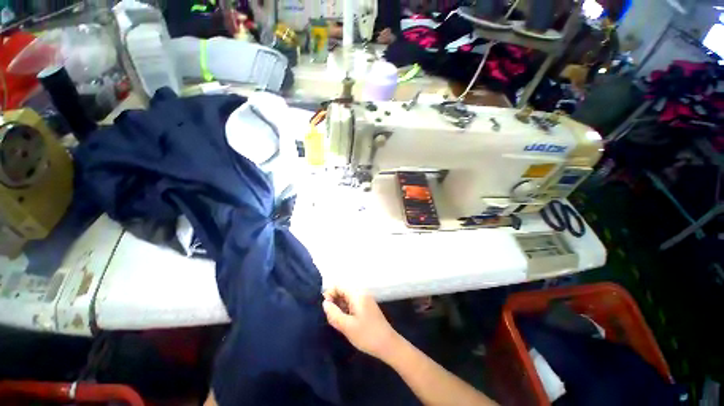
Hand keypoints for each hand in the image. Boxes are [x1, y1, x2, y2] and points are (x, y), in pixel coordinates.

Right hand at [322, 287, 400, 360]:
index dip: (329, 294)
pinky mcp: (366, 307)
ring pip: (346, 298)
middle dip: (334, 301)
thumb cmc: (367, 335)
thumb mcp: (347, 326)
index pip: (339, 285)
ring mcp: (364, 300)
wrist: (388, 345)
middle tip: (330, 318)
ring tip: (336, 322)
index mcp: (357, 294)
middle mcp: (361, 293)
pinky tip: (344, 322)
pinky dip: (346, 310)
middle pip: (342, 291)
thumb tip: (324, 303)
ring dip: (339, 307)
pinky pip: (352, 304)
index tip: (325, 309)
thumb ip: (334, 313)